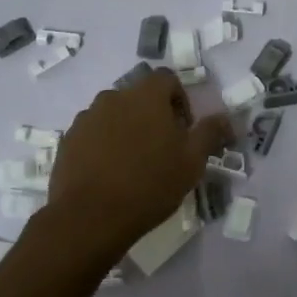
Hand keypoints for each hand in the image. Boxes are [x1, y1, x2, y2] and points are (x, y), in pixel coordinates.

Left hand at [48, 69, 233, 259]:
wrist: (90, 217)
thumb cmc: (149, 185)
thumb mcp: (192, 162)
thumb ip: (210, 133)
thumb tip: (227, 118)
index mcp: (145, 96)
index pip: (166, 78)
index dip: (180, 99)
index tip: (183, 130)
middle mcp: (113, 97)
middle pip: (139, 97)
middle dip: (153, 116)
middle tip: (162, 150)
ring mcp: (86, 118)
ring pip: (114, 115)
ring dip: (127, 130)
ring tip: (134, 165)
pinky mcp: (68, 140)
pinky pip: (93, 134)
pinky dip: (104, 145)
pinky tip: (111, 175)